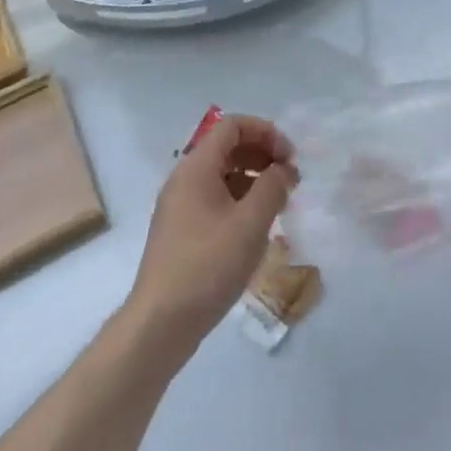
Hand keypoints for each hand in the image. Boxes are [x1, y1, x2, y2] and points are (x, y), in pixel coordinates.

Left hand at [125, 113, 297, 360]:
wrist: (160, 323)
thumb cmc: (208, 265)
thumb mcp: (250, 224)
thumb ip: (272, 187)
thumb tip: (283, 169)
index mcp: (196, 167)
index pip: (232, 126)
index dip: (265, 132)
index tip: (290, 156)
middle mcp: (184, 179)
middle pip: (227, 148)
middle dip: (262, 155)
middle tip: (290, 179)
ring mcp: (180, 207)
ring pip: (222, 175)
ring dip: (253, 179)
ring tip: (280, 203)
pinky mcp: (182, 232)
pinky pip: (215, 200)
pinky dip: (240, 201)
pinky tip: (257, 227)